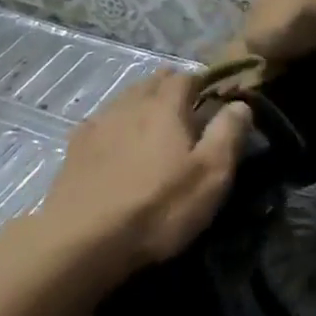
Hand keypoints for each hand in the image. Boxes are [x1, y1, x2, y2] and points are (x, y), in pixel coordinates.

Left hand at [38, 70, 253, 270]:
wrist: (84, 238)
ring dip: (142, 103)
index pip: (186, 77)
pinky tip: (116, 142)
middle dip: (171, 88)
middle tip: (186, 109)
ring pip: (125, 99)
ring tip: (154, 123)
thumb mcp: (210, 175)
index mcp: (165, 106)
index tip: (215, 97)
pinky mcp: (75, 148)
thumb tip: (240, 103)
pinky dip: (115, 125)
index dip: (202, 82)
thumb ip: (227, 134)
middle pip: (152, 82)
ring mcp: (98, 124)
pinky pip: (101, 123)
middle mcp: (130, 104)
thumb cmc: (158, 207)